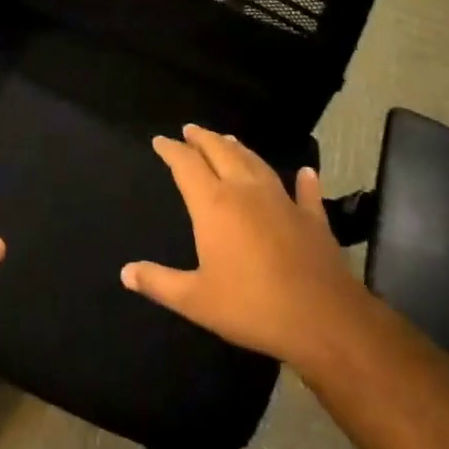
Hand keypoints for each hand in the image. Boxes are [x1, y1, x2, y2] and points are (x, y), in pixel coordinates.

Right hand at [121, 124, 360, 367]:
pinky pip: (305, 192)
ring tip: (227, 139)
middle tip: (190, 129)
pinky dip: (303, 181)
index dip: (171, 150)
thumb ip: (159, 282)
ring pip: (256, 163)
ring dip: (239, 148)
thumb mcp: (195, 300)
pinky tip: (306, 173)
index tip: (160, 140)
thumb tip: (125, 272)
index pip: (186, 164)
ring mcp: (282, 201)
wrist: (323, 319)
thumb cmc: (252, 306)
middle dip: (202, 138)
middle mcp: (245, 191)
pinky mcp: (312, 218)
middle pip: (220, 152)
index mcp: (213, 204)